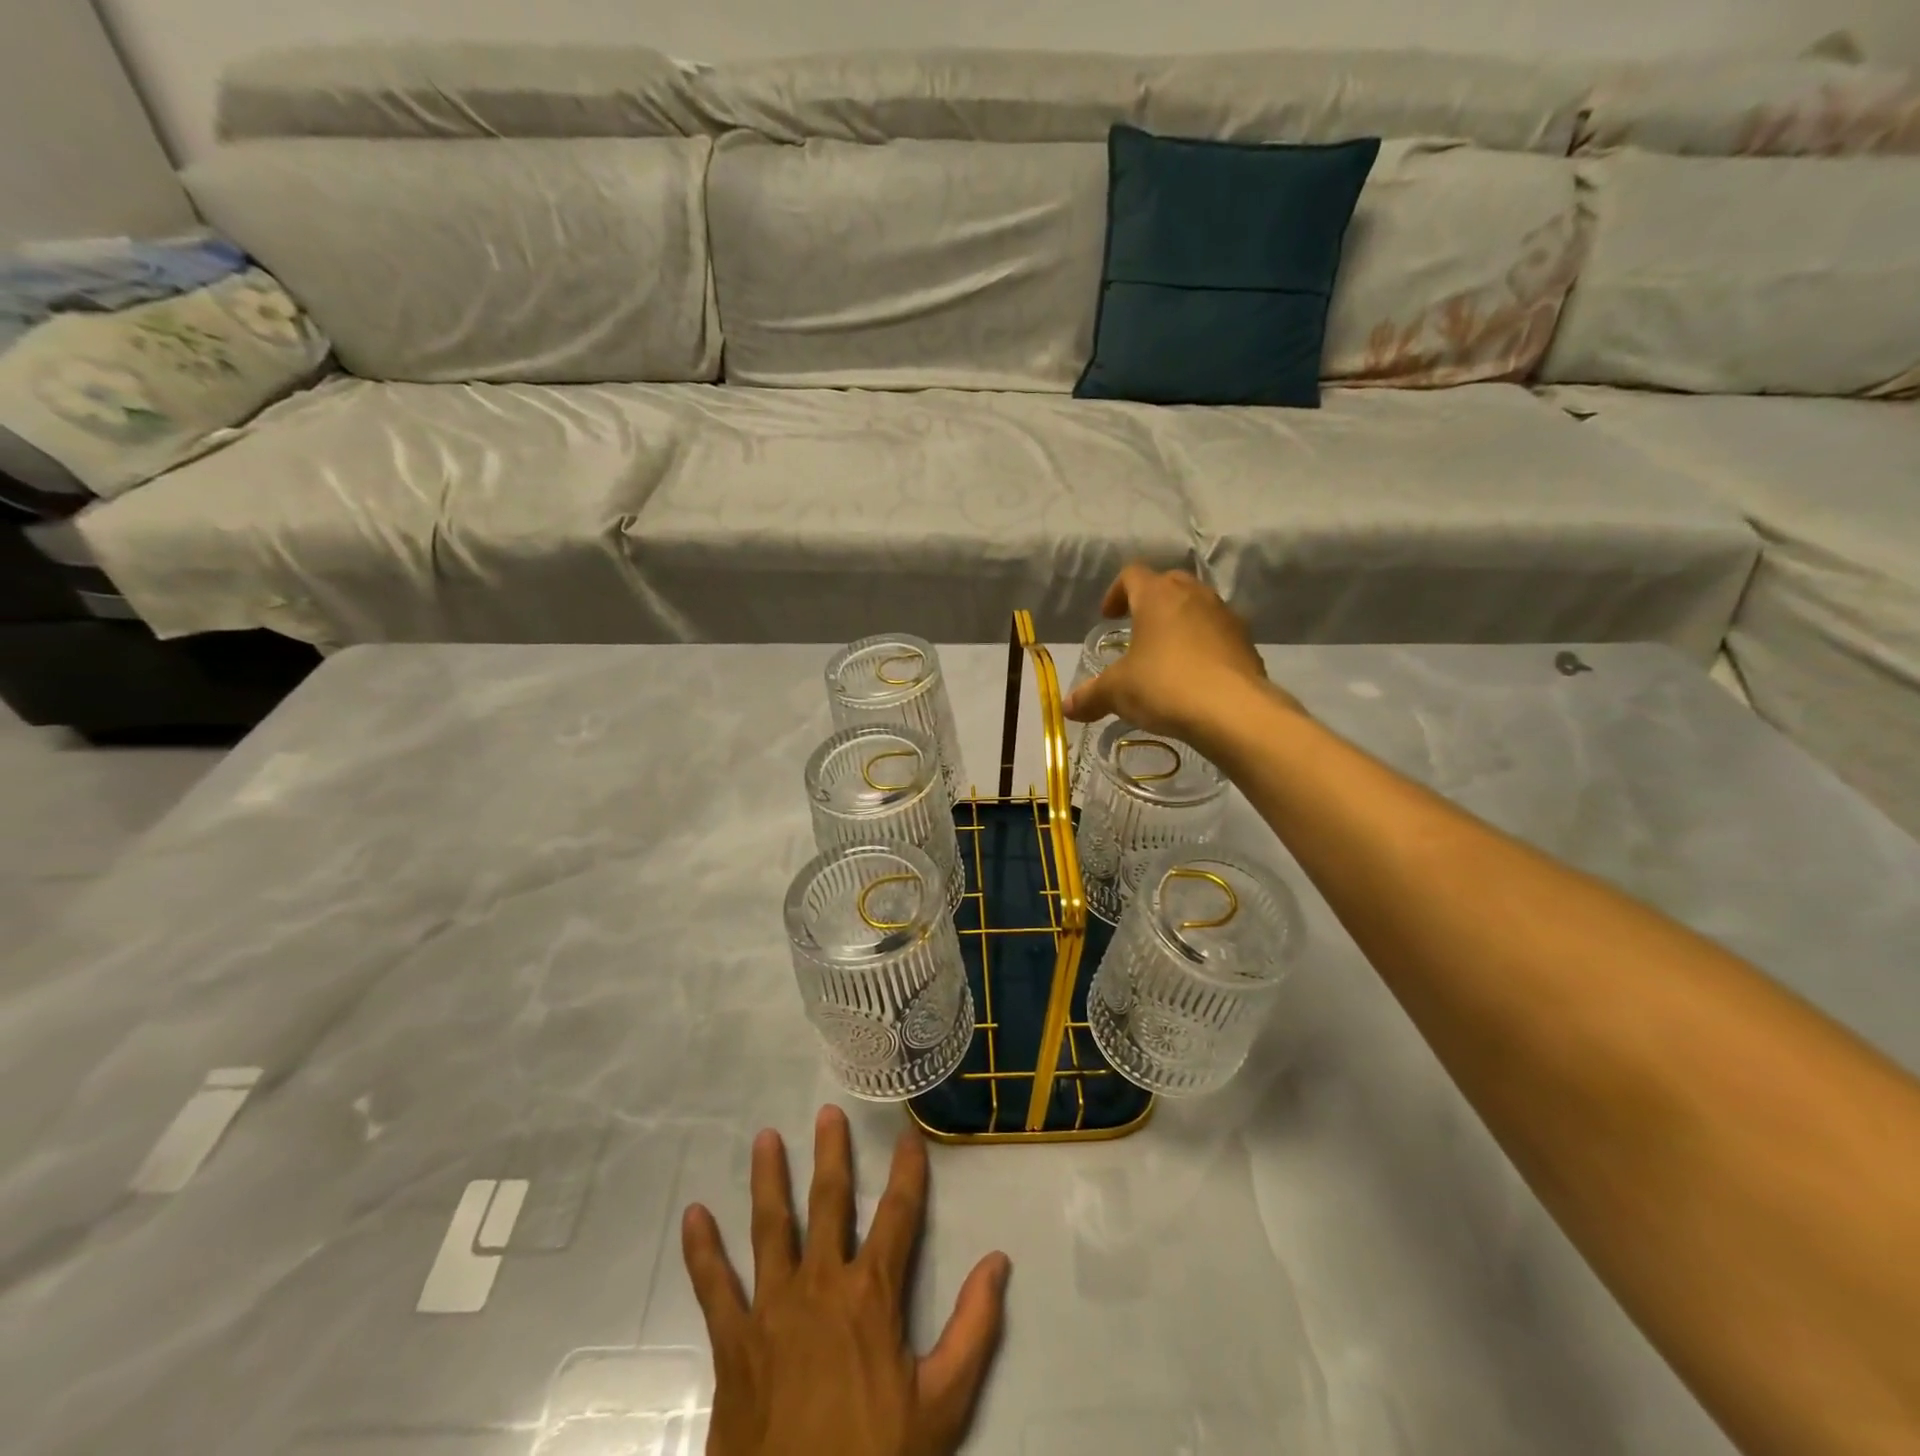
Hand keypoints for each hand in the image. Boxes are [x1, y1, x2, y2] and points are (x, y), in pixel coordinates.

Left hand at [682, 1105, 1011, 1455]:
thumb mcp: (942, 1405)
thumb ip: (974, 1329)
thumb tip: (998, 1261)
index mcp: (871, 1295)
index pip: (898, 1215)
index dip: (907, 1172)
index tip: (908, 1135)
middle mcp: (820, 1285)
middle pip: (828, 1203)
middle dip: (831, 1155)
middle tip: (827, 1113)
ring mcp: (771, 1310)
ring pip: (770, 1227)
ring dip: (768, 1180)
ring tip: (765, 1137)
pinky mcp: (733, 1343)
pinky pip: (714, 1288)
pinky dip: (702, 1251)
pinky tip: (693, 1215)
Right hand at [1061, 564, 1295, 747]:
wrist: (1233, 711)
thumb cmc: (1165, 686)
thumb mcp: (1118, 692)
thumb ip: (1091, 695)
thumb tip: (1067, 707)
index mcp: (1157, 596)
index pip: (1132, 575)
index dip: (1116, 592)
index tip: (1108, 616)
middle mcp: (1194, 596)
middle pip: (1169, 582)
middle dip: (1151, 600)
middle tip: (1137, 627)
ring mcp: (1225, 617)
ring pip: (1198, 606)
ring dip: (1180, 622)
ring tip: (1166, 653)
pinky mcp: (1247, 643)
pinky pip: (1218, 634)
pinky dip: (1204, 645)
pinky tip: (1194, 675)